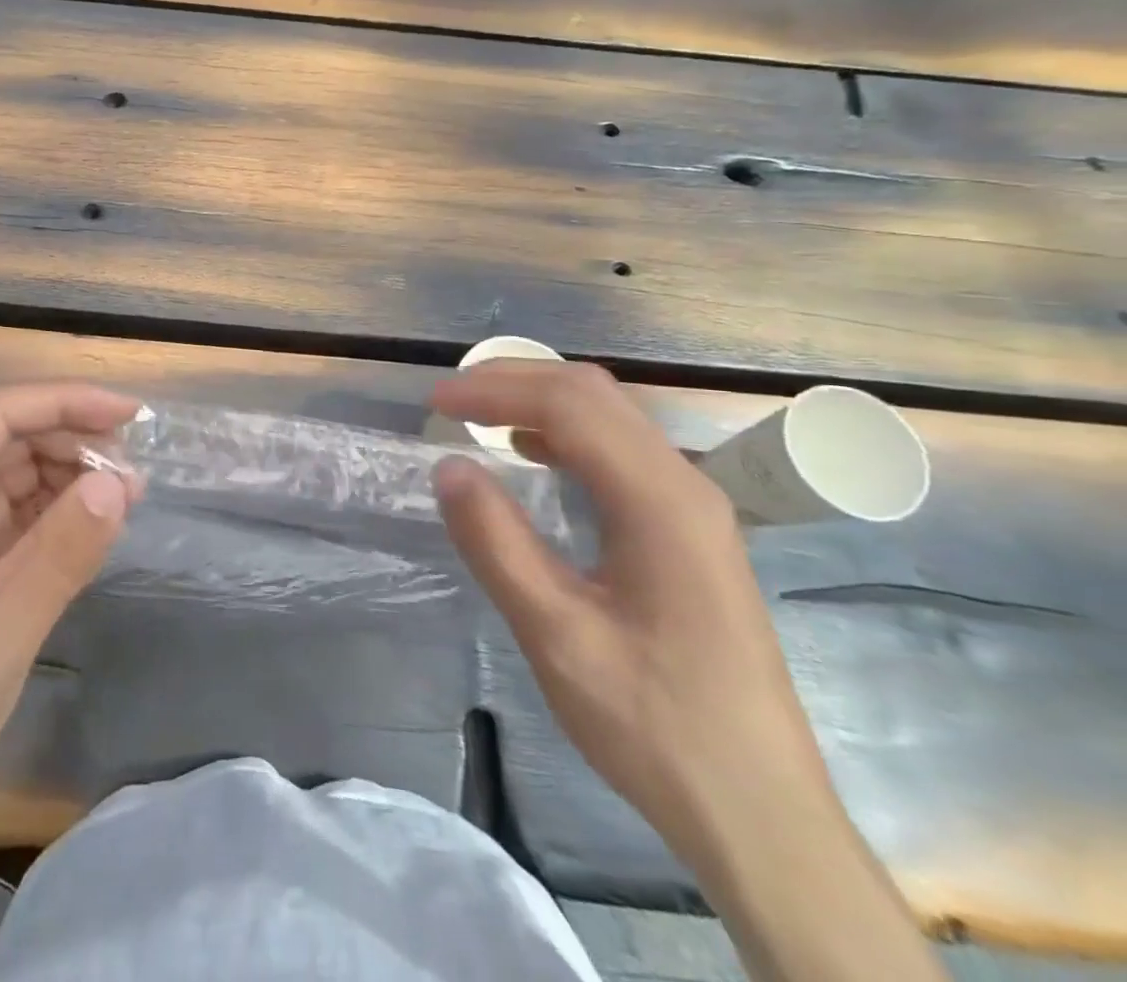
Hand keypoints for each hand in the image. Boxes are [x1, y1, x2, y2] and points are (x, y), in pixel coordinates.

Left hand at [0, 382, 140, 814]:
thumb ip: (60, 554)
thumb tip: (117, 482)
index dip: (63, 403)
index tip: (128, 415)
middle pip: (2, 441)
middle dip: (71, 443)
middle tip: (134, 472)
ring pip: (9, 475)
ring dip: (67, 477)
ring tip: (124, 496)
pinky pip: (9, 517)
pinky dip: (53, 513)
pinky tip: (92, 523)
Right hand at [429, 360, 830, 864]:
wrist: (758, 813)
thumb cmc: (653, 724)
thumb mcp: (556, 635)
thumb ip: (497, 543)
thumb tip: (447, 466)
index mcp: (660, 502)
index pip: (570, 406)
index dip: (496, 392)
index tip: (435, 405)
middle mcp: (685, 487)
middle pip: (595, 396)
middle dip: (516, 382)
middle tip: (450, 400)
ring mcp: (694, 508)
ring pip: (611, 419)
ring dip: (540, 403)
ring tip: (479, 416)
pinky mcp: (688, 533)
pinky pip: (620, 453)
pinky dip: (565, 435)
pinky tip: (532, 457)